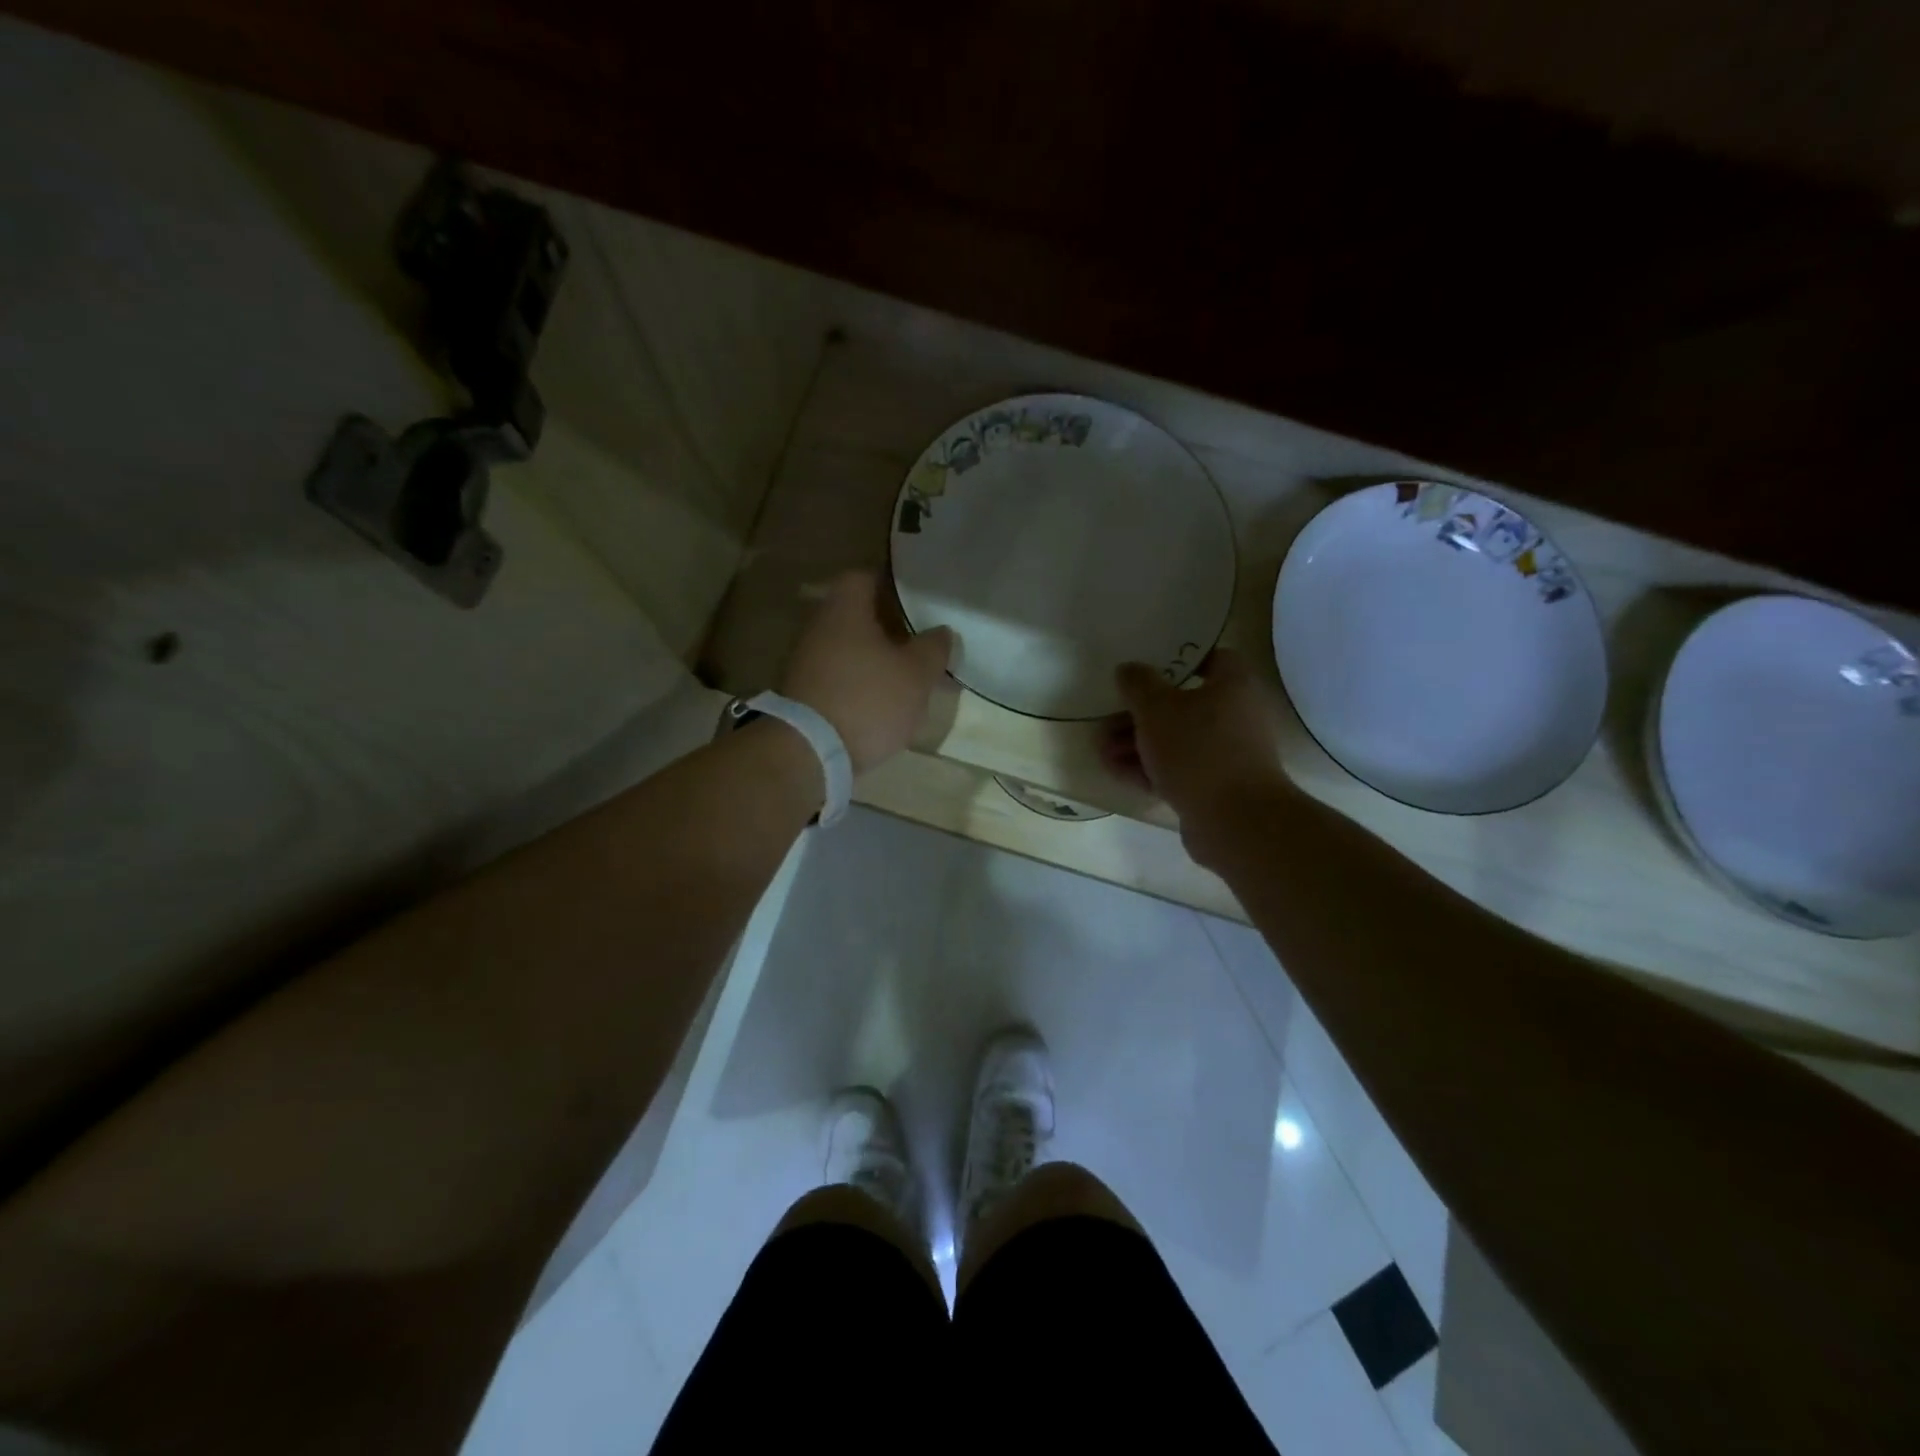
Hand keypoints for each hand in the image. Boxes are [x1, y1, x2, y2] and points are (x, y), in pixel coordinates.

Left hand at [779, 570, 954, 773]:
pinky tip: (878, 701)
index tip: (917, 603)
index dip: (892, 586)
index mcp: (844, 609)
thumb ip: (933, 648)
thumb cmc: (868, 700)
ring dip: (872, 657)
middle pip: (855, 614)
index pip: (865, 577)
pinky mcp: (801, 694)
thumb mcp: (916, 674)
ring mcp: (804, 661)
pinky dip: (857, 681)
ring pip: (846, 646)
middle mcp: (818, 627)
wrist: (809, 752)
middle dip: (886, 626)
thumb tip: (941, 631)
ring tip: (903, 675)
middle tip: (917, 641)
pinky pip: (836, 675)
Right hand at [1104, 649, 1292, 861]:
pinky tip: (1115, 771)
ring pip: (1175, 740)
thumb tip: (1128, 670)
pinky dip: (1148, 768)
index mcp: (1233, 685)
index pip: (1210, 658)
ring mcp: (1226, 755)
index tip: (1144, 670)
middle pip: (1182, 705)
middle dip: (1140, 713)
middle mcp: (1235, 716)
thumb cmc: (1197, 750)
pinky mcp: (1214, 787)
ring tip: (1101, 750)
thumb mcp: (1156, 708)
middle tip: (1107, 718)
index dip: (1176, 661)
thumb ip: (1138, 684)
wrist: (1234, 820)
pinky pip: (1177, 769)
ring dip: (1137, 743)